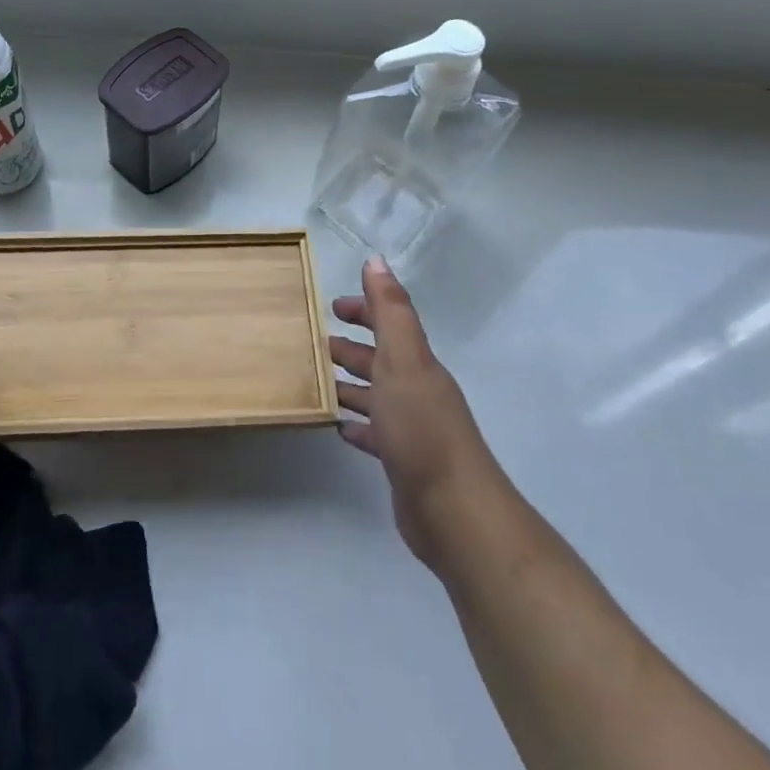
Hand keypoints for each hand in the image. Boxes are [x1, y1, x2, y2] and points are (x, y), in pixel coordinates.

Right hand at [331, 258, 501, 571]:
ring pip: (375, 394)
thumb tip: (376, 260)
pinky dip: (357, 425)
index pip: (389, 322)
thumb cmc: (421, 427)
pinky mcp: (402, 460)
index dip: (364, 309)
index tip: (331, 305)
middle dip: (352, 346)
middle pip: (381, 357)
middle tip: (316, 342)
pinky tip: (338, 427)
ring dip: (350, 383)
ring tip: (318, 381)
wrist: (453, 509)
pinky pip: (374, 433)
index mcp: (415, 362)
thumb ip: (390, 310)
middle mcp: (416, 388)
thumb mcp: (403, 359)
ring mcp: (411, 426)